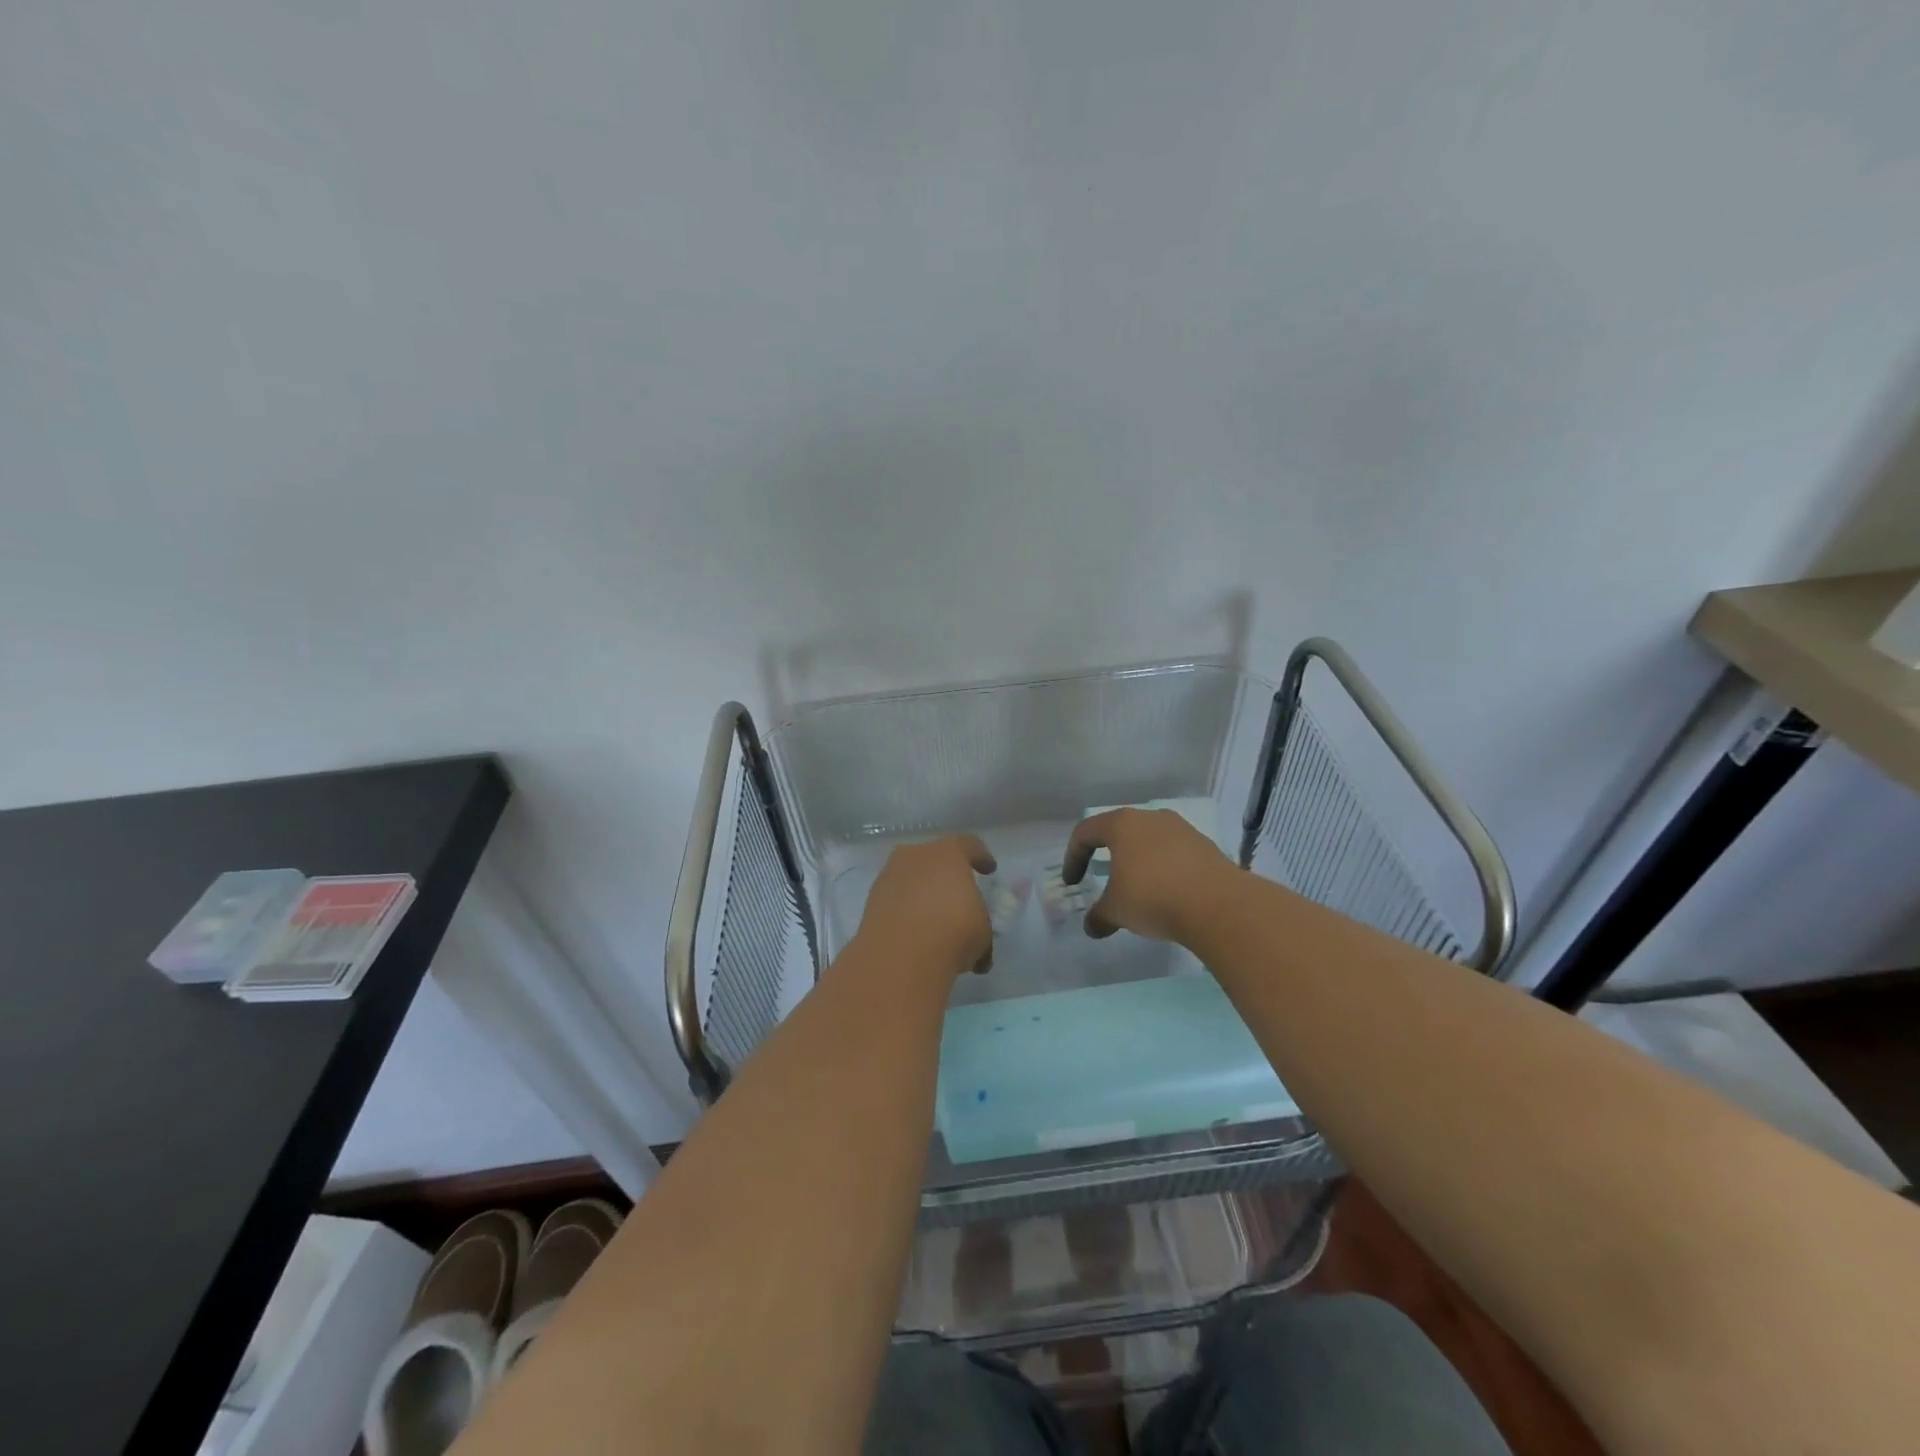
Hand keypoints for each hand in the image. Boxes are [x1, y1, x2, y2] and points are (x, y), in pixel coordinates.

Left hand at [856, 835, 997, 979]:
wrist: (899, 956)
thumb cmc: (952, 932)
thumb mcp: (983, 931)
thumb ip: (980, 925)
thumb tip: (978, 945)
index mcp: (948, 853)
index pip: (969, 845)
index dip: (981, 856)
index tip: (988, 869)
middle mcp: (915, 855)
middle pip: (934, 857)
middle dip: (945, 873)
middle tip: (956, 893)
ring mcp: (889, 876)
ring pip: (911, 877)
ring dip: (922, 892)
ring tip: (933, 918)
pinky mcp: (871, 901)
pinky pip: (895, 898)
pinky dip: (905, 910)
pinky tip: (914, 931)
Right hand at [1063, 808, 1235, 943]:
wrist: (1218, 905)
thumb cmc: (1153, 897)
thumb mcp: (1116, 910)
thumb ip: (1099, 916)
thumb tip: (1092, 927)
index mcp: (1122, 824)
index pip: (1086, 832)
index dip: (1073, 857)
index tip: (1073, 882)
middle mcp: (1151, 818)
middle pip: (1120, 831)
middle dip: (1108, 855)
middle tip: (1102, 878)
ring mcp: (1182, 829)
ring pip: (1150, 841)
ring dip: (1138, 862)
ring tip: (1138, 889)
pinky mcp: (1205, 846)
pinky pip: (1174, 854)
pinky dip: (1164, 869)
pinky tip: (1167, 894)